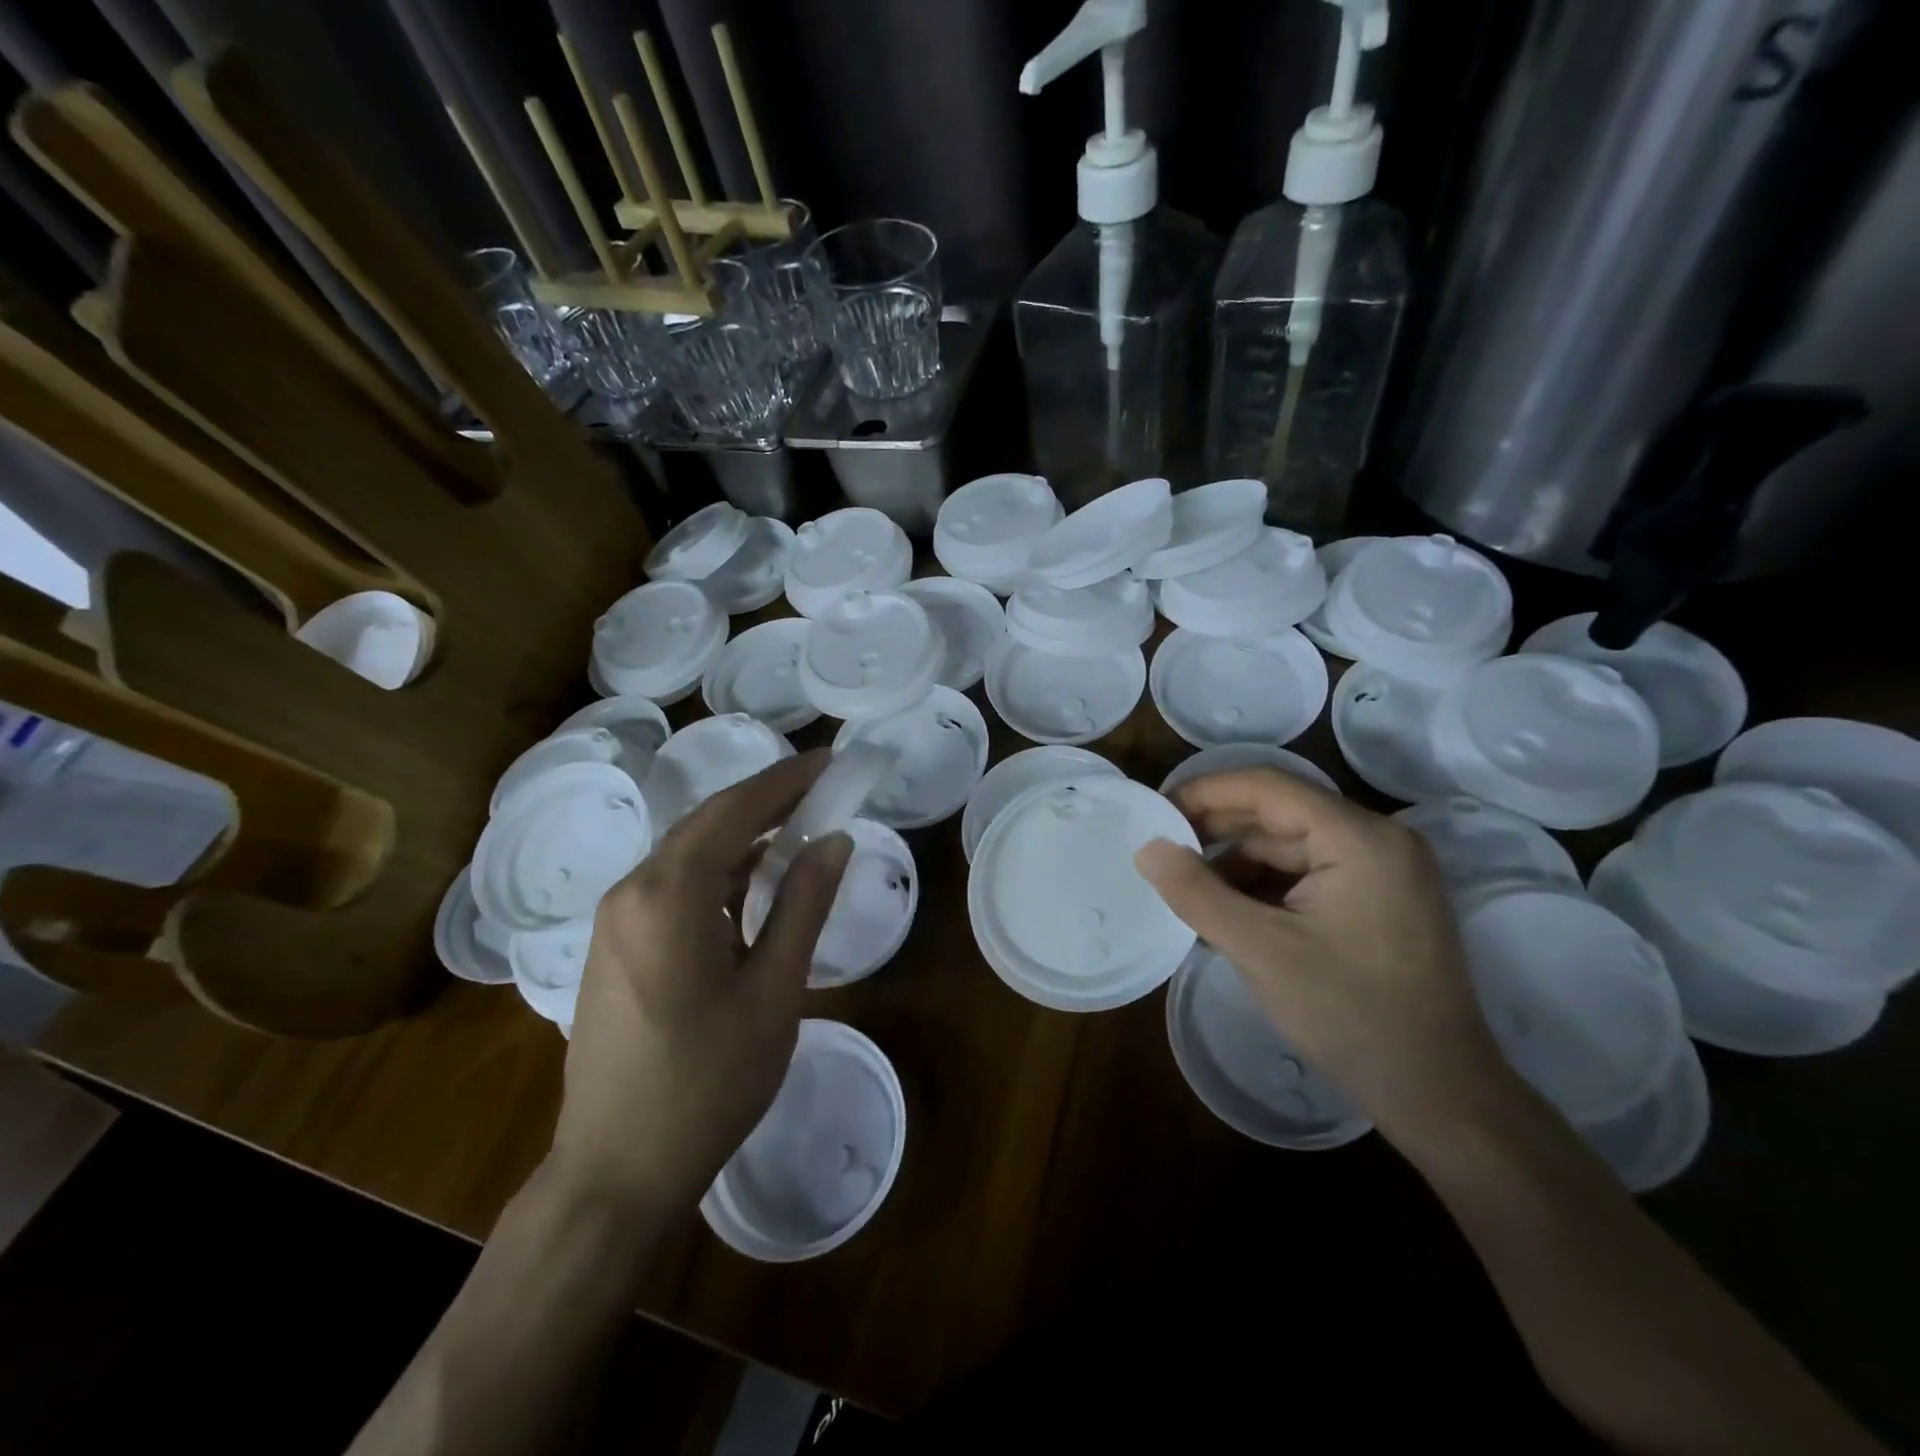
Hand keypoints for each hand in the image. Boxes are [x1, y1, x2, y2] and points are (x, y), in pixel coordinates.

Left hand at [550, 751, 852, 1211]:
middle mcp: (632, 890)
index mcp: (669, 896)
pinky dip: (718, 870)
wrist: (616, 1169)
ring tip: (797, 828)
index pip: (734, 811)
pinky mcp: (614, 943)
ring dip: (742, 835)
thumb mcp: (774, 991)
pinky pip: (672, 883)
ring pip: (688, 852)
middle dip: (765, 801)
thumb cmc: (708, 1083)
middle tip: (821, 790)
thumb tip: (834, 840)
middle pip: (706, 823)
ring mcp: (615, 918)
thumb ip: (804, 905)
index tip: (828, 761)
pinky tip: (753, 881)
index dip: (785, 781)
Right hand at [1136, 768, 1520, 1153]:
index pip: (1268, 787)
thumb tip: (1147, 848)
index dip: (1205, 792)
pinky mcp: (1380, 900)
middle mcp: (1378, 839)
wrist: (1438, 1095)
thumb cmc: (1349, 1016)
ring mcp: (1384, 871)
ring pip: (1291, 846)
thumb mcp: (1259, 951)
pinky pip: (1309, 874)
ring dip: (1237, 862)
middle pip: (1280, 812)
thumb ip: (1196, 893)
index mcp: (1359, 838)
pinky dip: (1265, 886)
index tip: (1156, 811)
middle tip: (1161, 848)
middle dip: (1217, 829)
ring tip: (1186, 886)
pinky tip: (1227, 910)